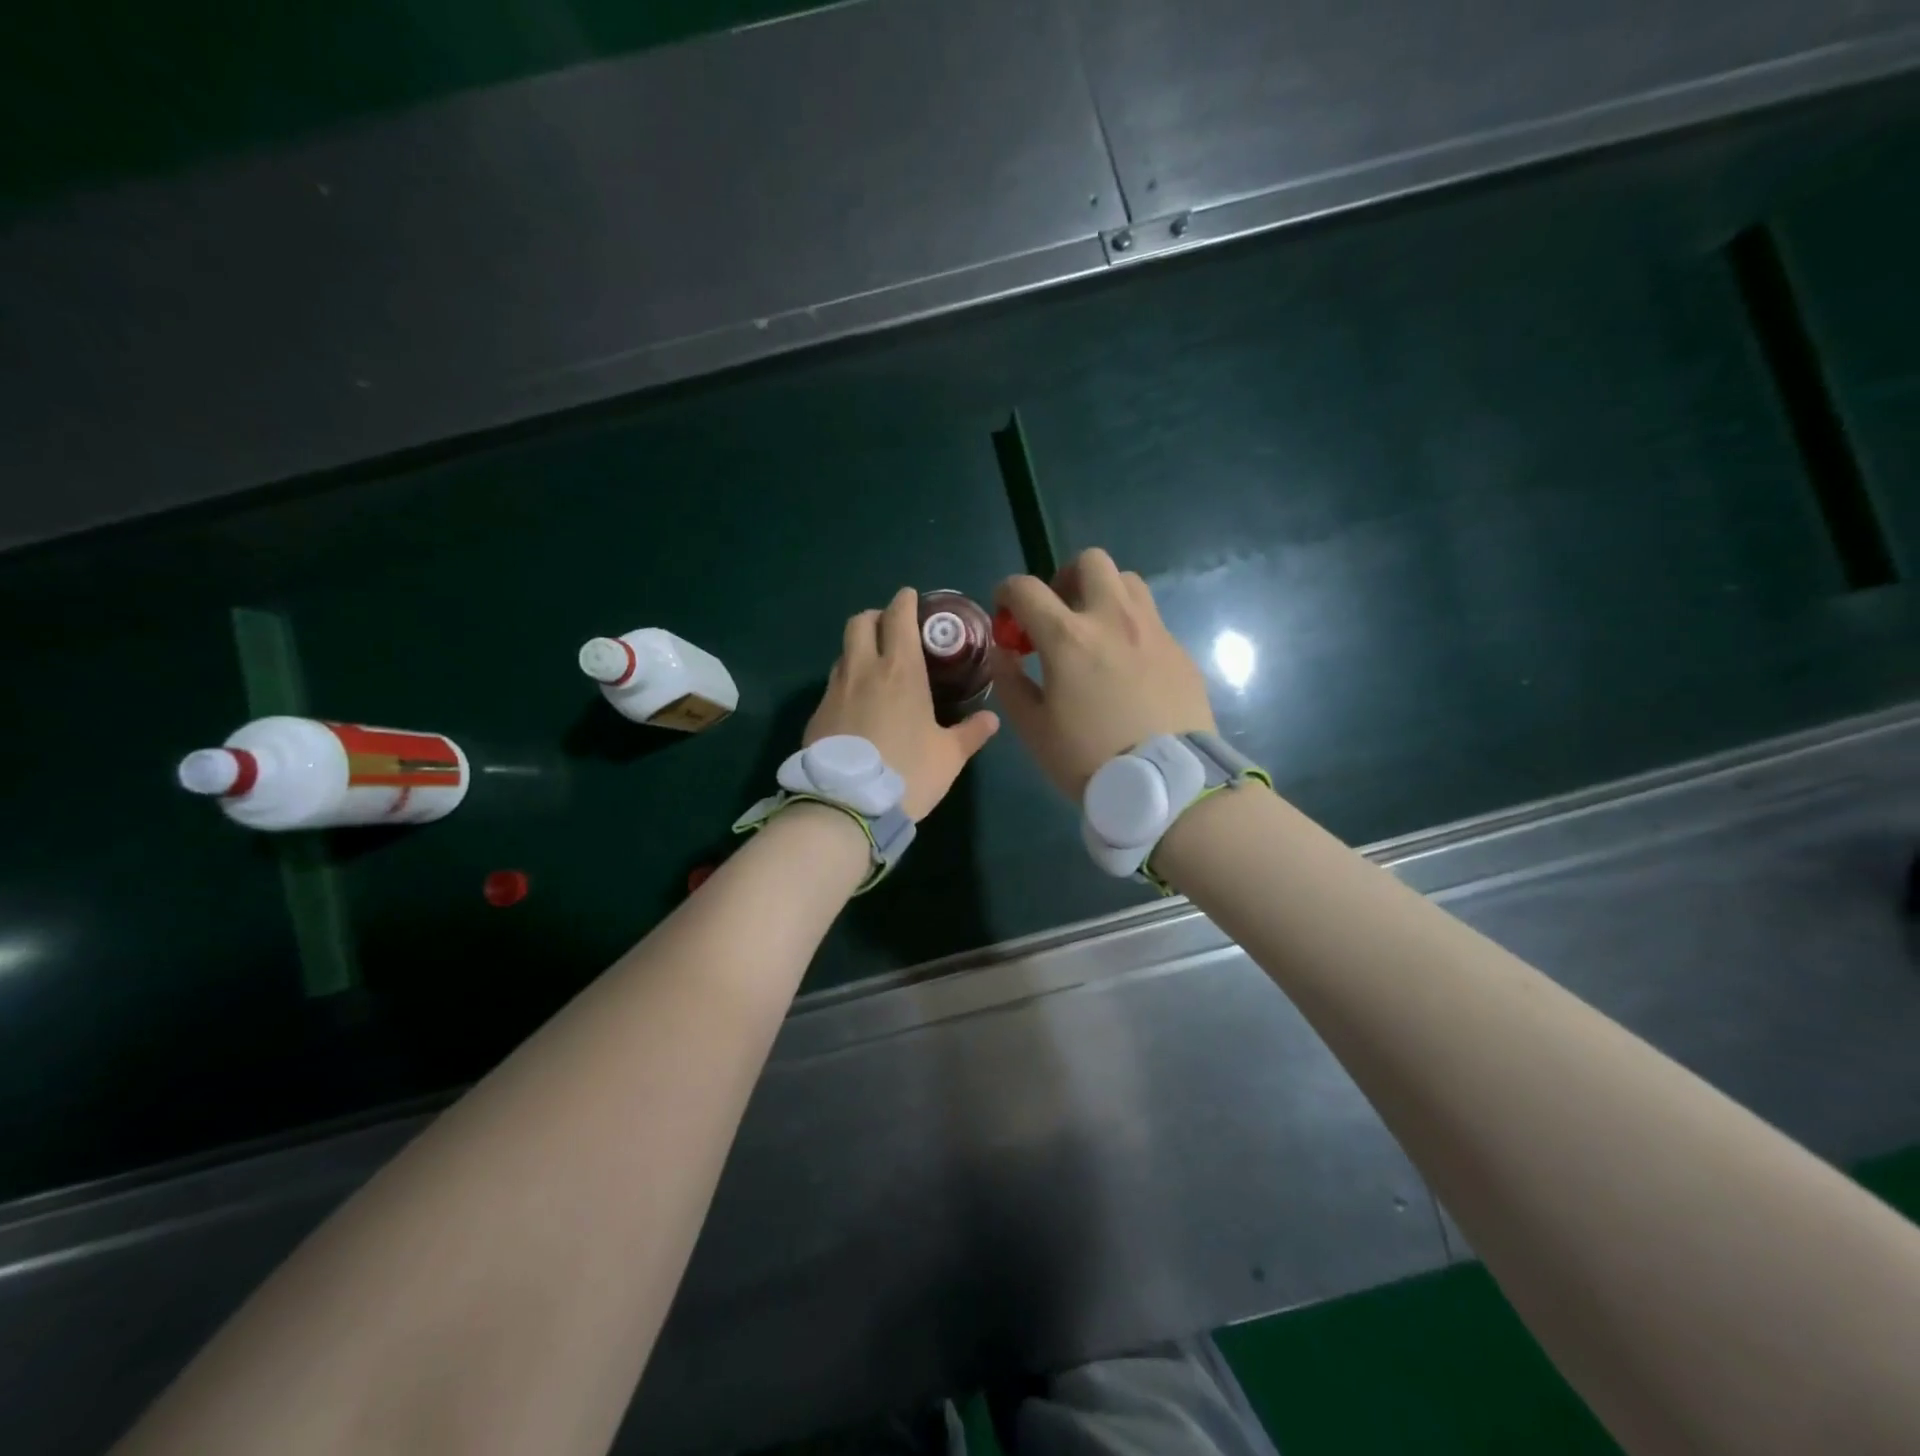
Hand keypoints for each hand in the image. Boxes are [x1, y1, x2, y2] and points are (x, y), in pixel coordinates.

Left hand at [806, 587, 999, 820]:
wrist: (847, 805)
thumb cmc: (908, 773)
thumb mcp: (949, 757)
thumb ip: (971, 733)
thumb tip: (991, 718)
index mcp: (900, 670)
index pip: (898, 617)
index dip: (905, 602)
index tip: (911, 597)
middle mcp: (863, 670)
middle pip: (860, 621)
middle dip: (876, 617)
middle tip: (891, 629)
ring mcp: (835, 690)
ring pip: (844, 651)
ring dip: (859, 649)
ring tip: (876, 668)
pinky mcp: (817, 713)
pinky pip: (833, 684)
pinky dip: (847, 681)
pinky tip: (858, 705)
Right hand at [990, 548, 1215, 799]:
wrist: (1166, 784)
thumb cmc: (1088, 759)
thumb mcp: (1033, 729)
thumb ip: (1010, 682)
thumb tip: (1002, 652)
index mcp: (1068, 637)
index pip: (1026, 588)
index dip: (1007, 593)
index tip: (1006, 612)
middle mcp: (1112, 618)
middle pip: (1089, 562)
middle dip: (1064, 578)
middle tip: (1058, 613)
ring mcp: (1152, 630)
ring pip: (1127, 580)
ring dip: (1103, 594)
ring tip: (1095, 630)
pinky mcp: (1178, 649)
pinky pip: (1151, 618)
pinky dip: (1130, 626)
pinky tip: (1127, 664)